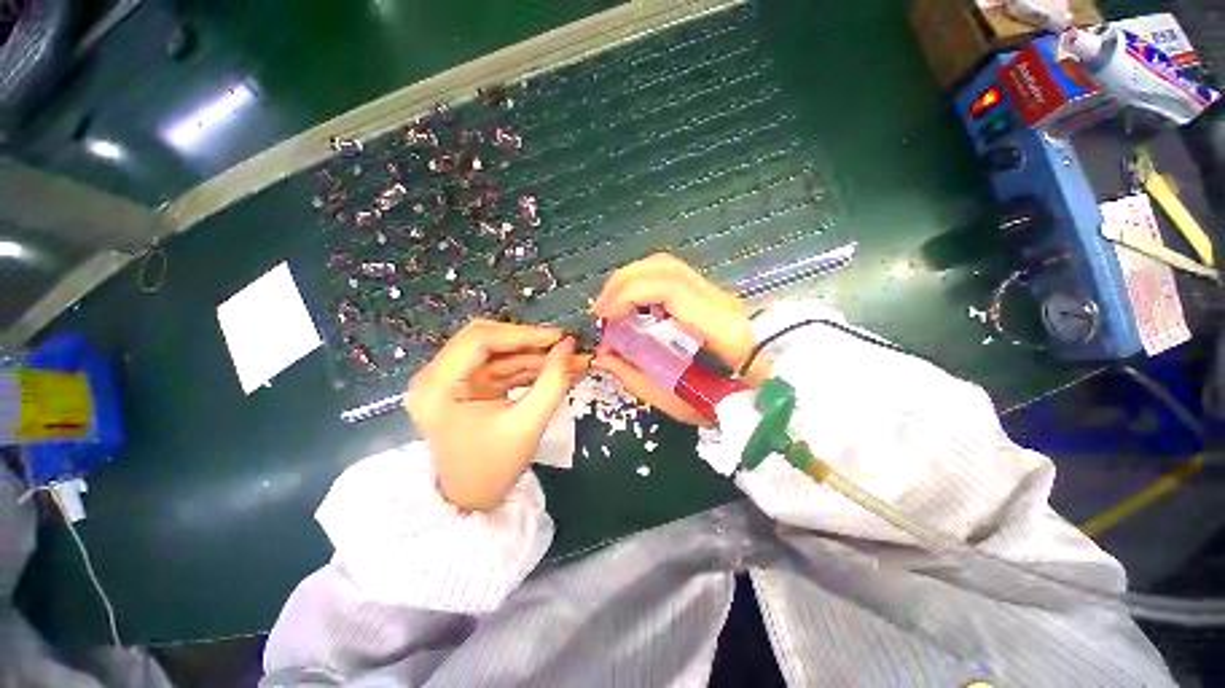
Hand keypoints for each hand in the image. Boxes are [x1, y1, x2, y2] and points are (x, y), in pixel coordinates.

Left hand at [407, 319, 588, 510]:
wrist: (473, 500)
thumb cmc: (494, 468)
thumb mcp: (528, 424)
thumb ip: (553, 381)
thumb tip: (570, 345)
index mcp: (437, 386)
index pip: (479, 340)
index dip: (523, 334)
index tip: (559, 337)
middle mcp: (437, 375)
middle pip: (487, 340)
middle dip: (530, 342)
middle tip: (564, 345)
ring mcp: (452, 379)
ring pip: (498, 352)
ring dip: (534, 355)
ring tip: (569, 357)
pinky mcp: (468, 385)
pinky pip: (501, 366)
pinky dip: (528, 367)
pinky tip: (554, 368)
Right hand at [590, 254, 765, 425]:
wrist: (772, 394)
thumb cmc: (730, 405)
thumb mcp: (680, 402)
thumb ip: (637, 377)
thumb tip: (602, 356)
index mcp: (720, 329)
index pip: (670, 288)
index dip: (628, 294)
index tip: (603, 317)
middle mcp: (721, 301)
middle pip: (665, 267)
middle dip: (623, 282)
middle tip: (600, 310)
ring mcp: (719, 295)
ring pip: (668, 267)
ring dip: (632, 281)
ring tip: (611, 306)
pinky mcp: (713, 297)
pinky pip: (672, 278)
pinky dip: (644, 286)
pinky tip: (633, 306)